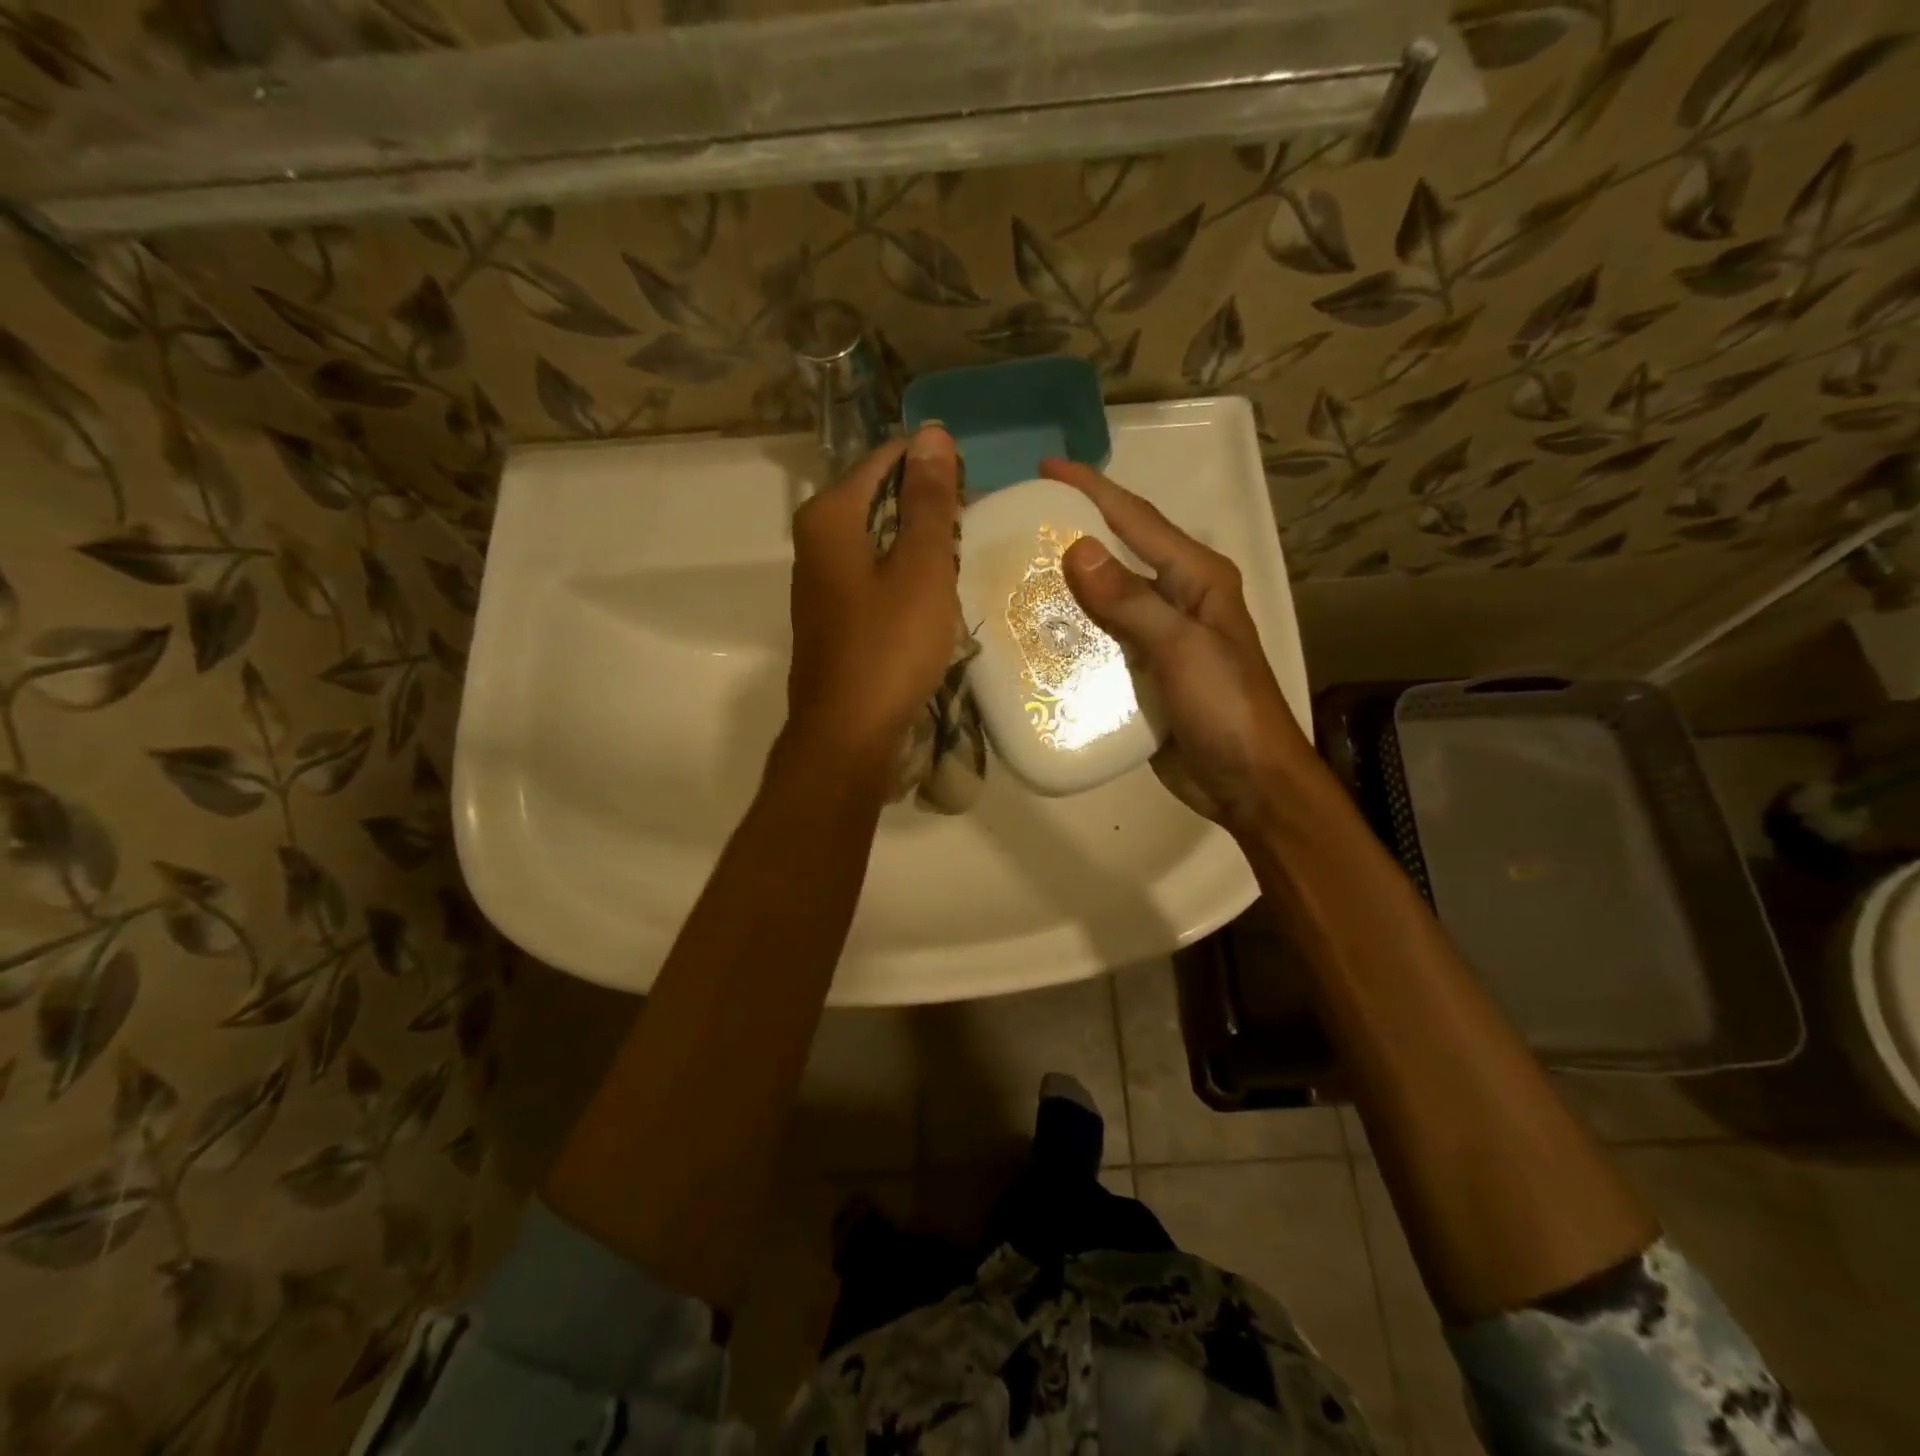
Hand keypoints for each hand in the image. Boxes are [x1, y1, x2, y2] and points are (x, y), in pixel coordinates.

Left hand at [785, 427, 962, 764]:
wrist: (848, 734)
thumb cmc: (889, 647)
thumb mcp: (922, 568)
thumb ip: (928, 500)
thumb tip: (931, 432)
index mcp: (830, 515)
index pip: (888, 459)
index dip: (935, 467)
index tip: (973, 494)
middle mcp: (815, 538)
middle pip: (880, 497)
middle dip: (927, 508)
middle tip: (970, 534)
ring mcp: (820, 580)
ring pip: (878, 538)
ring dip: (919, 545)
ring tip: (958, 566)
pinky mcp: (833, 614)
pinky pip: (873, 574)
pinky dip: (903, 577)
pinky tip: (930, 600)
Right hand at [1044, 457, 1316, 836]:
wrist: (1247, 784)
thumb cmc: (1227, 708)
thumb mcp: (1182, 648)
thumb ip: (1131, 600)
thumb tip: (1077, 548)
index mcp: (1196, 578)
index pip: (1136, 519)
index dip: (1091, 491)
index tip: (1045, 470)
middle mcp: (1176, 598)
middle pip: (1115, 555)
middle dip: (1069, 538)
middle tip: (1014, 530)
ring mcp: (1157, 638)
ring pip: (1102, 602)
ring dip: (1064, 590)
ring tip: (1010, 579)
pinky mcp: (1141, 674)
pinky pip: (1098, 643)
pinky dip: (1069, 637)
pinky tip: (1032, 636)